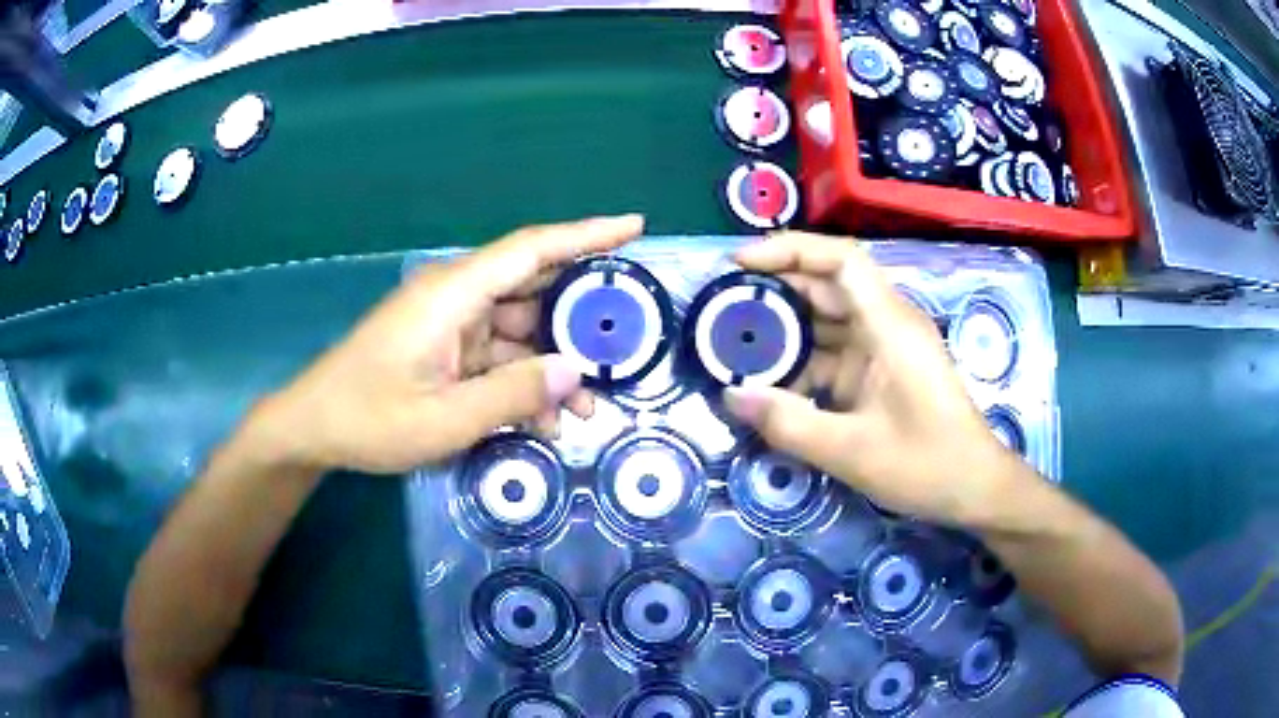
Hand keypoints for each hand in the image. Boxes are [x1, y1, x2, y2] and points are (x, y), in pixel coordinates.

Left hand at [249, 215, 644, 473]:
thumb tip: (576, 373)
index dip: (586, 234)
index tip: (634, 226)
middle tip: (622, 348)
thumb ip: (513, 395)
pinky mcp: (445, 347)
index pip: (531, 249)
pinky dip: (522, 382)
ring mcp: (450, 323)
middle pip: (534, 289)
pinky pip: (497, 356)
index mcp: (452, 294)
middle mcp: (456, 297)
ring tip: (585, 410)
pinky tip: (543, 421)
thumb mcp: (444, 419)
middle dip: (579, 321)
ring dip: (551, 365)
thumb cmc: (369, 419)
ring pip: (519, 330)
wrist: (314, 428)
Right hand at [723, 232, 1022, 524]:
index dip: (789, 250)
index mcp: (890, 325)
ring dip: (787, 330)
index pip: (840, 260)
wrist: (974, 488)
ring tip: (736, 344)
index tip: (740, 263)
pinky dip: (804, 362)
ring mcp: (886, 347)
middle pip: (828, 286)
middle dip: (776, 291)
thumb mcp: (852, 451)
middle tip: (723, 308)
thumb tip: (730, 395)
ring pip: (828, 321)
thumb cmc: (926, 465)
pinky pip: (836, 354)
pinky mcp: (883, 371)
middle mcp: (888, 324)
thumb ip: (789, 423)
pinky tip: (773, 383)